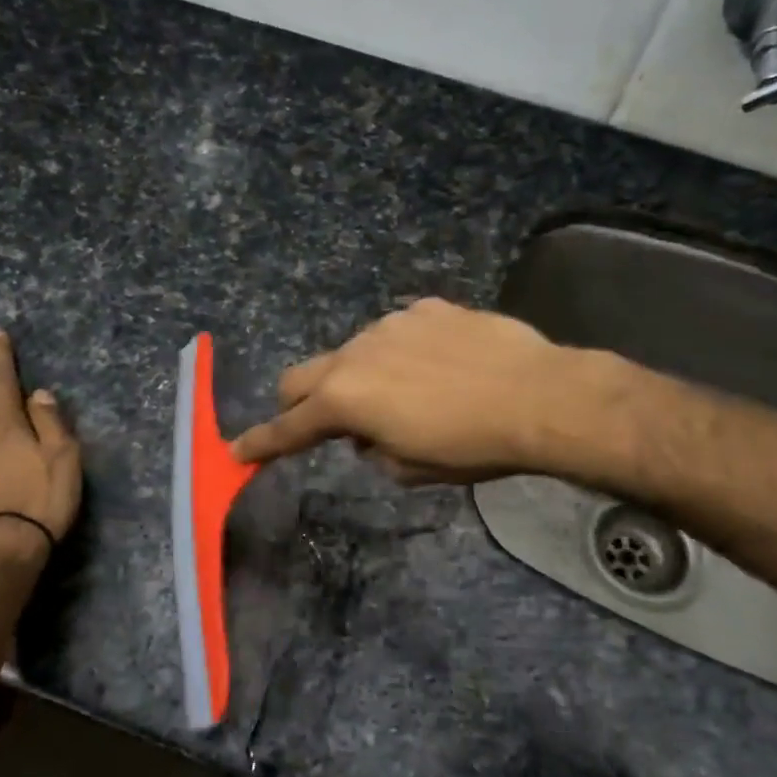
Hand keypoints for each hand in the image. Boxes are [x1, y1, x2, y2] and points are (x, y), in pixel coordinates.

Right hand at [231, 299, 578, 483]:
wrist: (538, 397)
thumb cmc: (470, 446)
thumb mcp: (412, 469)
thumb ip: (373, 450)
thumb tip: (367, 435)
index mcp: (344, 400)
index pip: (288, 427)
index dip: (261, 444)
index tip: (237, 453)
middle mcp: (355, 353)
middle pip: (301, 377)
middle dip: (299, 403)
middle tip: (322, 422)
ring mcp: (391, 323)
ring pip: (353, 351)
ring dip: (359, 375)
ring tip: (406, 393)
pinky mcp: (427, 307)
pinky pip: (398, 331)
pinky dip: (402, 353)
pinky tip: (439, 365)